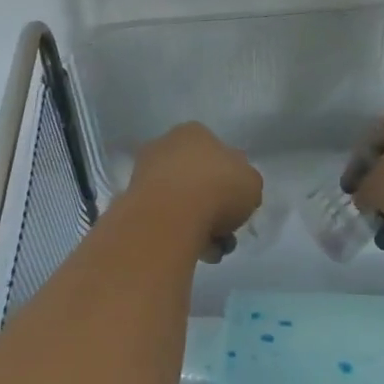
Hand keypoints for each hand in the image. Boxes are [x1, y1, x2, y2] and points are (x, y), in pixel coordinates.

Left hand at [126, 123, 263, 259]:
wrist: (170, 216)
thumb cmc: (218, 188)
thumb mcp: (252, 183)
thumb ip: (246, 183)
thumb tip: (235, 190)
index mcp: (195, 132)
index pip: (217, 153)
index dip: (230, 180)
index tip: (237, 204)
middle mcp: (165, 145)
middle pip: (197, 179)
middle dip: (213, 207)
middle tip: (225, 231)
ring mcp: (144, 173)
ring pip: (180, 201)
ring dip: (198, 224)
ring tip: (212, 248)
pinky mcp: (131, 202)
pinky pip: (163, 219)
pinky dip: (178, 234)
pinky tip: (193, 251)